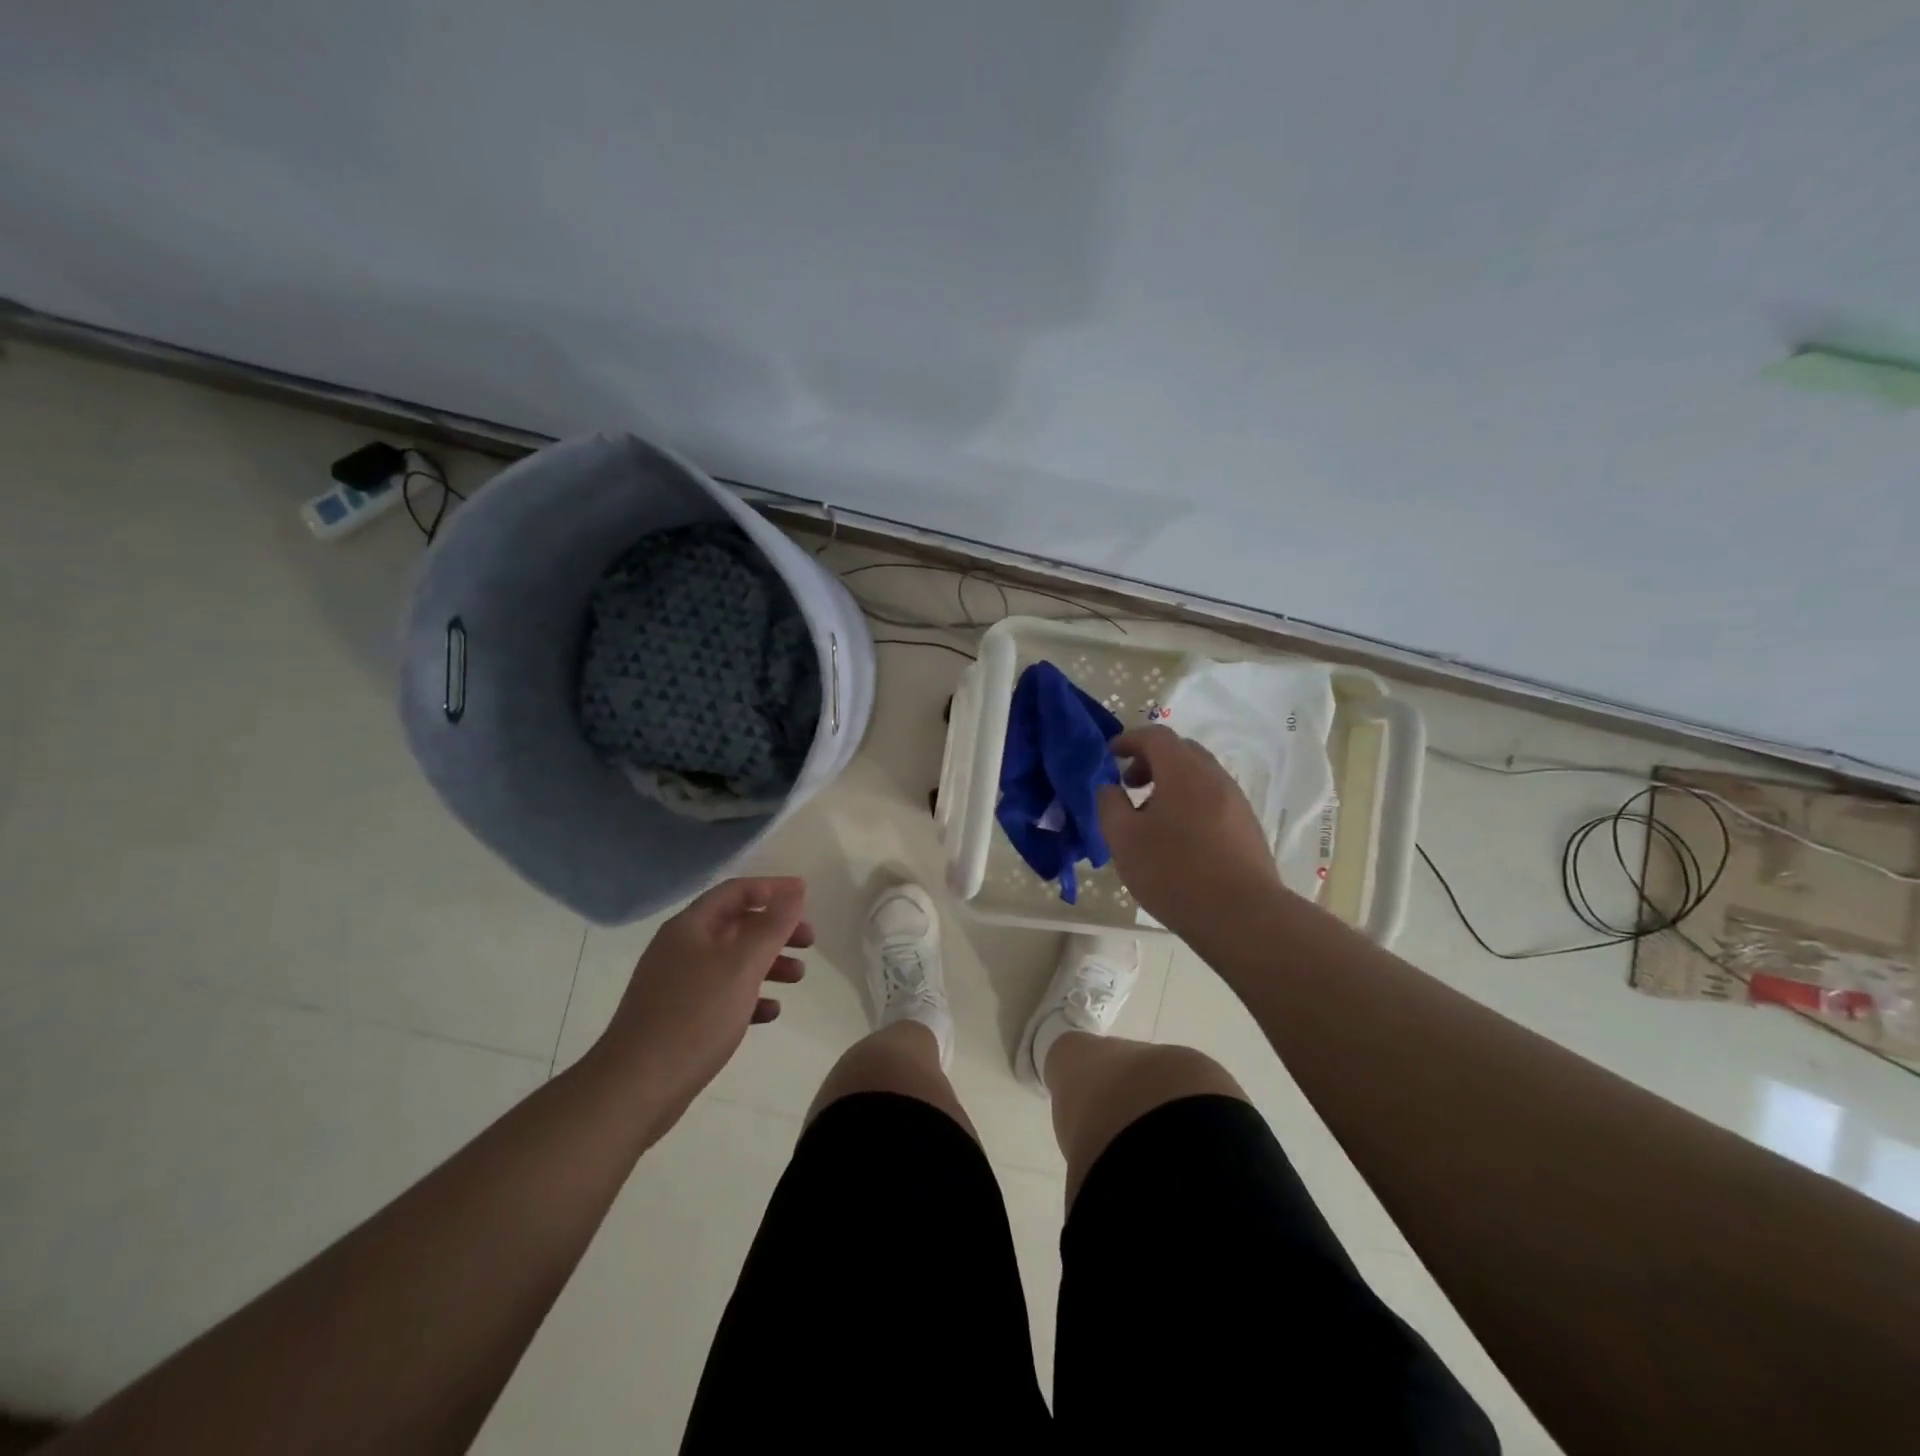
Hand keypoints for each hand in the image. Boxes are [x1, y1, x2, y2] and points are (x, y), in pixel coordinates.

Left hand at [593, 877, 812, 1126]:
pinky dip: (749, 996)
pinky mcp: (678, 1017)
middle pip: (736, 925)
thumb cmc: (694, 1017)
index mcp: (690, 927)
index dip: (773, 888)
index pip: (736, 891)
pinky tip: (770, 1012)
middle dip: (775, 930)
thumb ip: (773, 925)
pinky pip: (721, 995)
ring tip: (798, 978)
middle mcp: (681, 948)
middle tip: (809, 942)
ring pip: (732, 961)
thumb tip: (795, 890)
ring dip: (768, 963)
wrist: (635, 1088)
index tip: (806, 895)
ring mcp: (677, 984)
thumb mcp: (743, 965)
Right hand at [1097, 725, 1282, 934]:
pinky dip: (1190, 802)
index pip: (1155, 736)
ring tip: (1151, 817)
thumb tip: (1109, 787)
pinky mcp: (1248, 827)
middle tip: (1129, 785)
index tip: (1109, 754)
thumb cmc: (1174, 872)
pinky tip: (1179, 839)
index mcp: (1183, 772)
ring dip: (1172, 783)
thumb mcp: (1124, 839)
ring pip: (1199, 776)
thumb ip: (1110, 805)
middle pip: (1181, 751)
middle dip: (1151, 760)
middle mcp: (1214, 777)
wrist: (1242, 916)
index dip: (1129, 739)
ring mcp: (1236, 801)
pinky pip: (1213, 799)